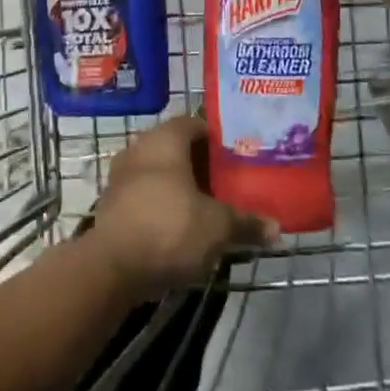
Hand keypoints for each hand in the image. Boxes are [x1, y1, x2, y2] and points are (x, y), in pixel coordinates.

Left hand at [91, 118, 276, 299]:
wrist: (113, 267)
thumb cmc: (170, 228)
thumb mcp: (218, 227)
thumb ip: (246, 223)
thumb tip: (277, 229)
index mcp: (164, 140)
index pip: (194, 124)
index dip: (217, 137)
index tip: (238, 154)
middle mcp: (139, 149)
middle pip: (175, 148)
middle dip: (201, 164)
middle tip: (228, 181)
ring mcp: (121, 177)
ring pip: (158, 172)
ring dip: (180, 186)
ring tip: (209, 205)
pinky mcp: (112, 204)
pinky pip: (144, 195)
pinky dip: (162, 204)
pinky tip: (182, 225)